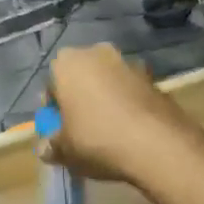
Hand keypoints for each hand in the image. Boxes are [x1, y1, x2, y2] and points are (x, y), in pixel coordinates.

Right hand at [44, 43, 199, 186]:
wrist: (157, 142)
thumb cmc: (98, 139)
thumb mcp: (66, 151)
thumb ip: (53, 146)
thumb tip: (46, 149)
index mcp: (67, 63)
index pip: (51, 85)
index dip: (54, 110)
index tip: (60, 130)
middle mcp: (96, 52)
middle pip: (81, 77)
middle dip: (80, 98)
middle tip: (82, 129)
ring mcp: (127, 61)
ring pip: (107, 81)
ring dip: (105, 98)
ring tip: (110, 130)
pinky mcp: (153, 76)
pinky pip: (130, 89)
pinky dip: (128, 103)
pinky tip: (131, 128)